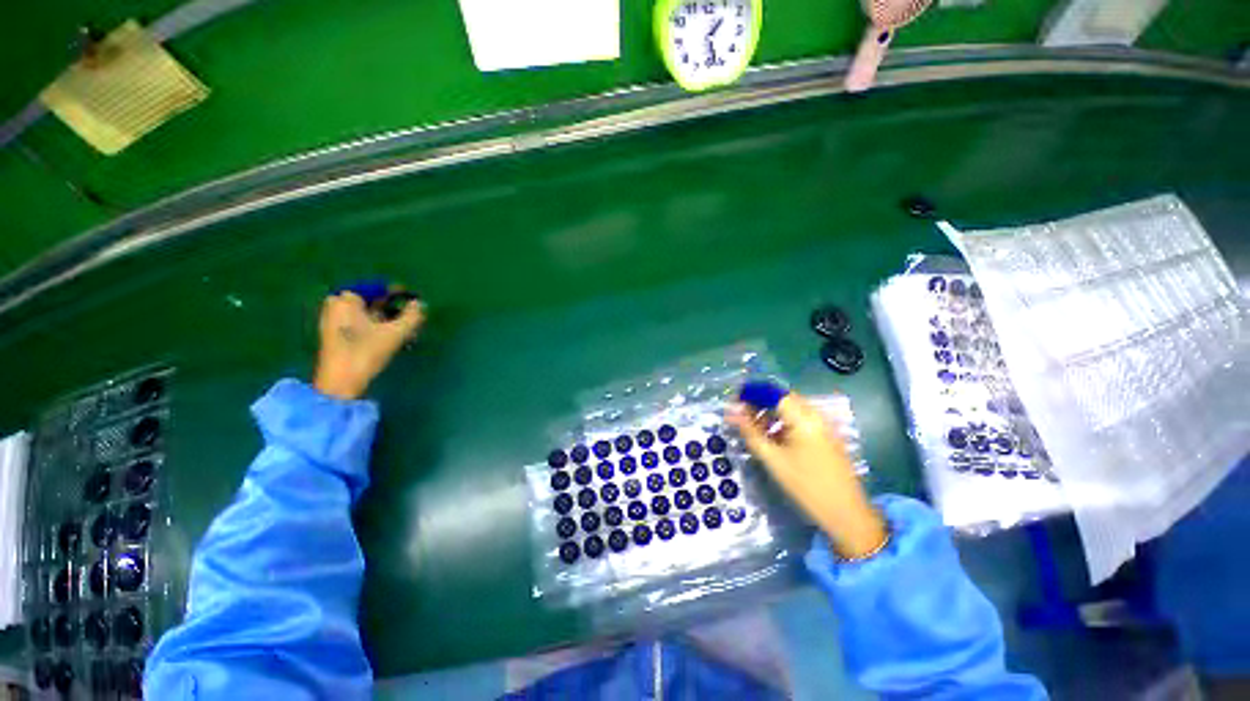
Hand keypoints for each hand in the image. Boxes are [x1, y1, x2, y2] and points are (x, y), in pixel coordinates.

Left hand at [313, 291, 424, 399]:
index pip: (376, 289)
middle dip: (390, 308)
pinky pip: (358, 324)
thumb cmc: (366, 352)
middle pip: (370, 302)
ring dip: (385, 319)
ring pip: (365, 314)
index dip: (397, 294)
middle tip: (409, 318)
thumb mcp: (395, 333)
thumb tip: (420, 303)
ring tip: (404, 330)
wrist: (340, 382)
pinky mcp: (334, 337)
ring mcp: (332, 322)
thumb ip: (411, 316)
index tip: (413, 301)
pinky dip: (374, 327)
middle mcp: (336, 306)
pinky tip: (389, 338)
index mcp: (346, 300)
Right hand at [727, 392, 886, 558]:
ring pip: (792, 409)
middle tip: (741, 415)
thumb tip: (731, 412)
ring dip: (771, 413)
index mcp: (804, 418)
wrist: (847, 514)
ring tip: (754, 427)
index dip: (752, 393)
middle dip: (760, 403)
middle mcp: (816, 415)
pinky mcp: (826, 436)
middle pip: (783, 398)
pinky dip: (784, 422)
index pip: (773, 393)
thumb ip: (750, 432)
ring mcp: (824, 426)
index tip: (734, 402)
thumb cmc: (806, 486)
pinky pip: (801, 420)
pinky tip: (773, 437)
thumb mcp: (773, 460)